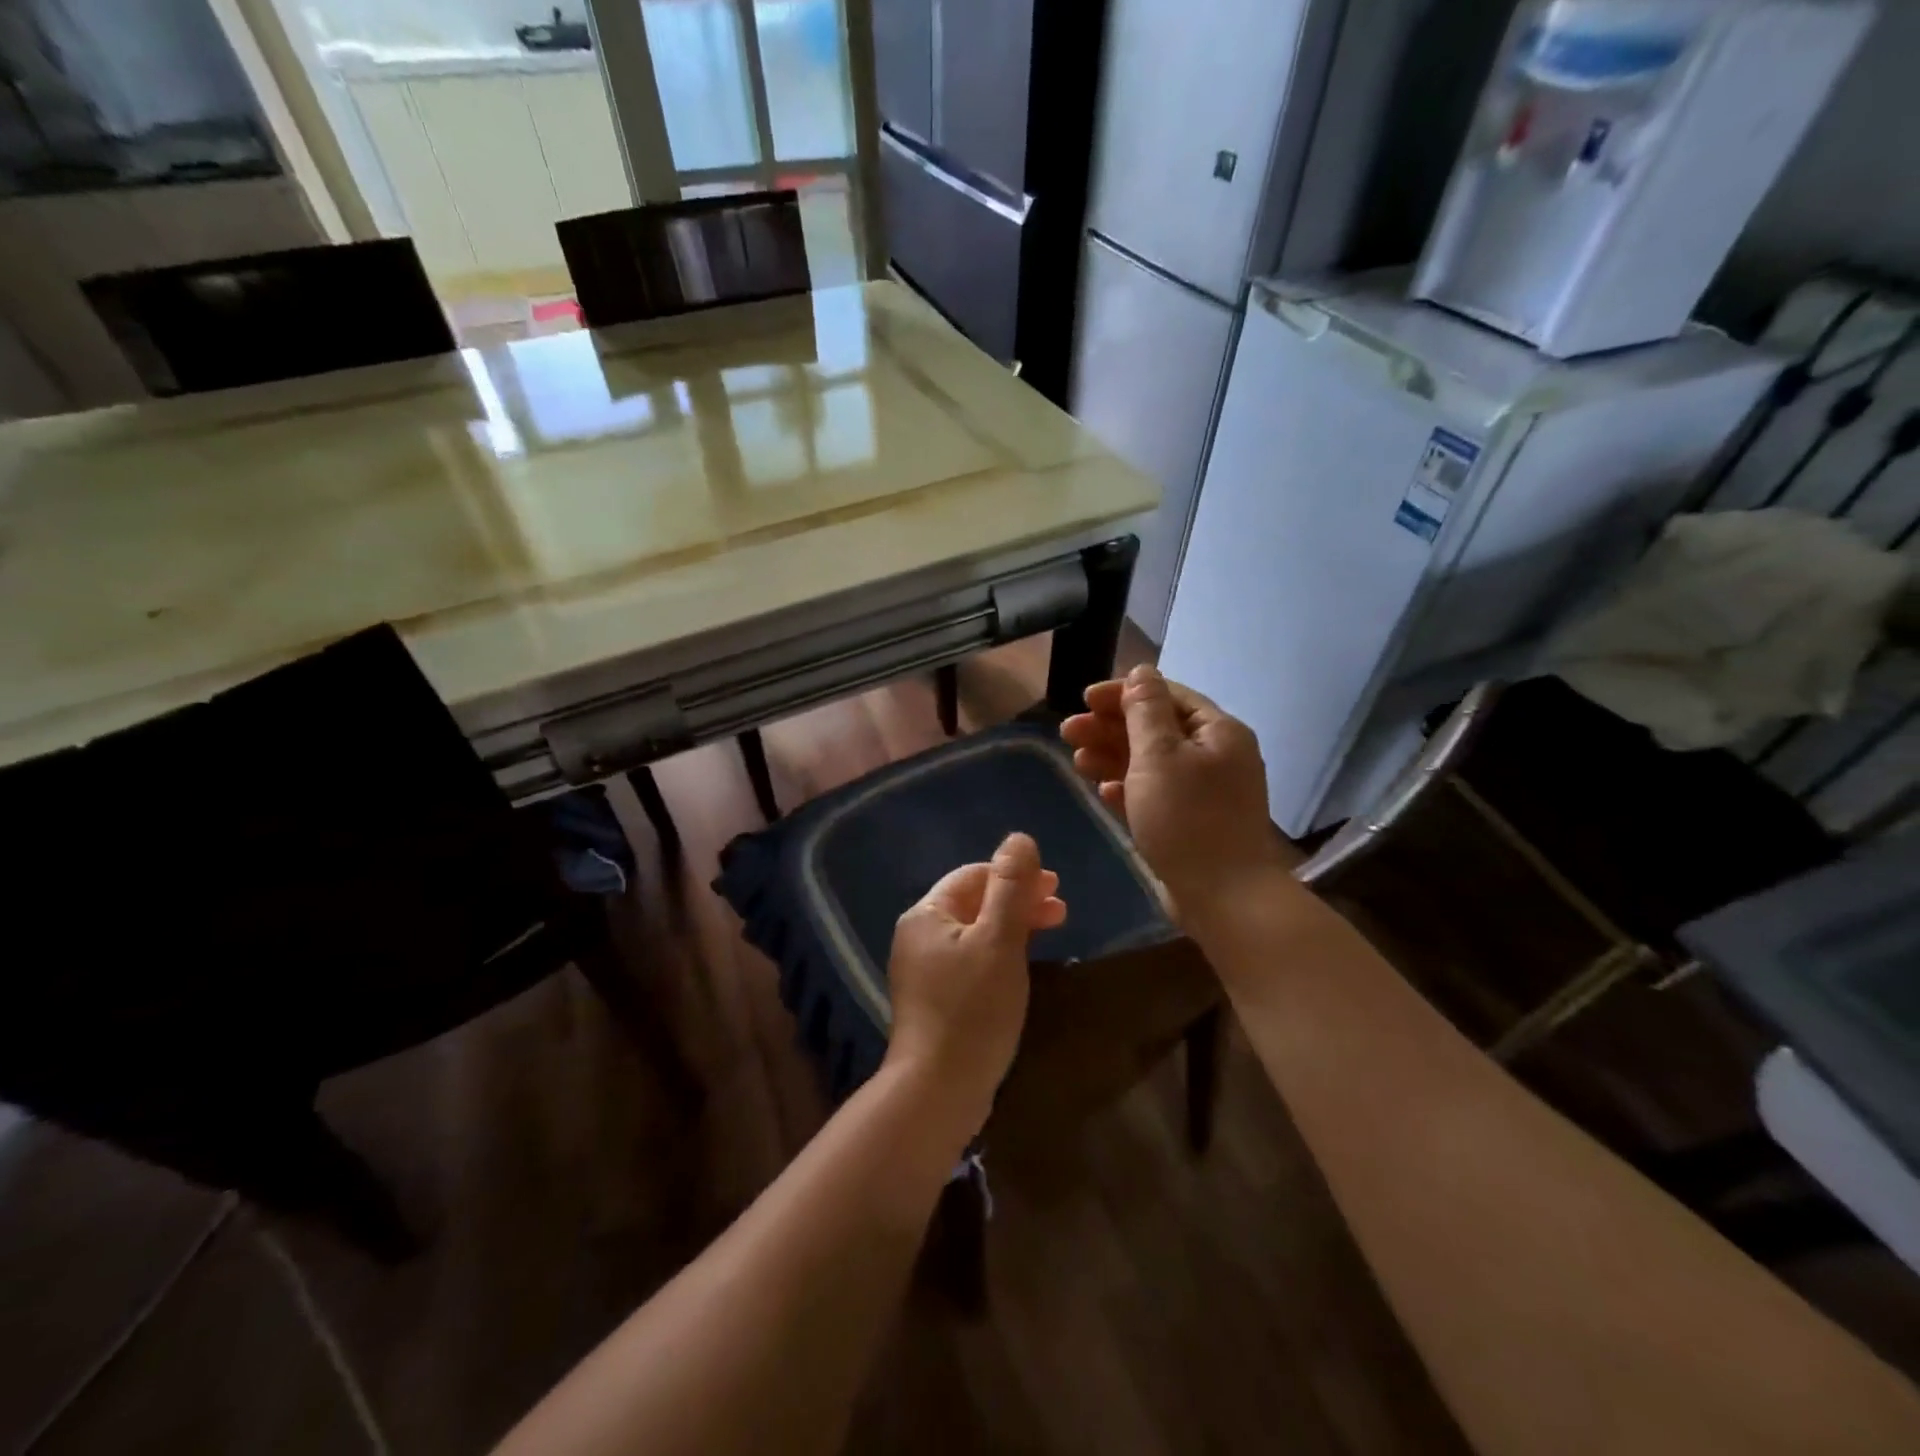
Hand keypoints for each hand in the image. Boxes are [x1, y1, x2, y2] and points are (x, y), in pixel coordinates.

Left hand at [883, 833, 1065, 1128]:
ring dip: (1013, 925)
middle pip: (974, 902)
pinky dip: (1000, 952)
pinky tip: (1022, 963)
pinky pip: (972, 959)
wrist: (938, 1089)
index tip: (1056, 886)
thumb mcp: (998, 941)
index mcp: (926, 914)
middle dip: (1018, 900)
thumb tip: (1019, 838)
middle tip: (1061, 909)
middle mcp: (919, 935)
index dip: (1016, 875)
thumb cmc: (972, 1009)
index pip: (974, 876)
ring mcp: (925, 969)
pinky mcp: (936, 997)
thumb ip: (1011, 888)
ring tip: (1051, 931)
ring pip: (976, 932)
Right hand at [1061, 664, 1294, 919]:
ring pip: (1152, 763)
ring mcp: (1205, 792)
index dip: (1123, 693)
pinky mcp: (1193, 822)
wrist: (1225, 897)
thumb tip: (1142, 671)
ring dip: (1113, 757)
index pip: (1166, 695)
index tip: (1083, 699)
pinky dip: (1129, 789)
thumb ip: (1146, 710)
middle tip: (1068, 732)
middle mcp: (1216, 755)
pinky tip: (1104, 793)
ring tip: (1078, 761)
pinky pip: (1156, 794)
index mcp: (1218, 731)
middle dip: (1110, 727)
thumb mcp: (1159, 755)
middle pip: (1156, 728)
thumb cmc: (1188, 818)